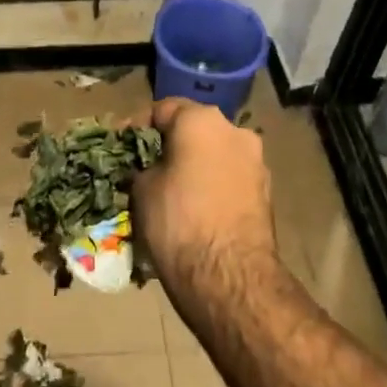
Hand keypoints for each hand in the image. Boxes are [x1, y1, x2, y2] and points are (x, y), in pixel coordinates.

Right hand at [131, 98, 275, 295]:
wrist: (230, 277)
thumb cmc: (178, 221)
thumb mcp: (141, 189)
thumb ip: (142, 167)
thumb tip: (147, 169)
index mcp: (202, 119)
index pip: (162, 109)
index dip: (136, 127)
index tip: (119, 146)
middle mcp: (235, 130)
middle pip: (193, 130)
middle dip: (168, 146)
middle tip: (143, 168)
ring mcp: (256, 162)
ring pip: (214, 155)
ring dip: (192, 167)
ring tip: (168, 192)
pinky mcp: (266, 193)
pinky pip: (229, 179)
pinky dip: (210, 187)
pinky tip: (193, 210)